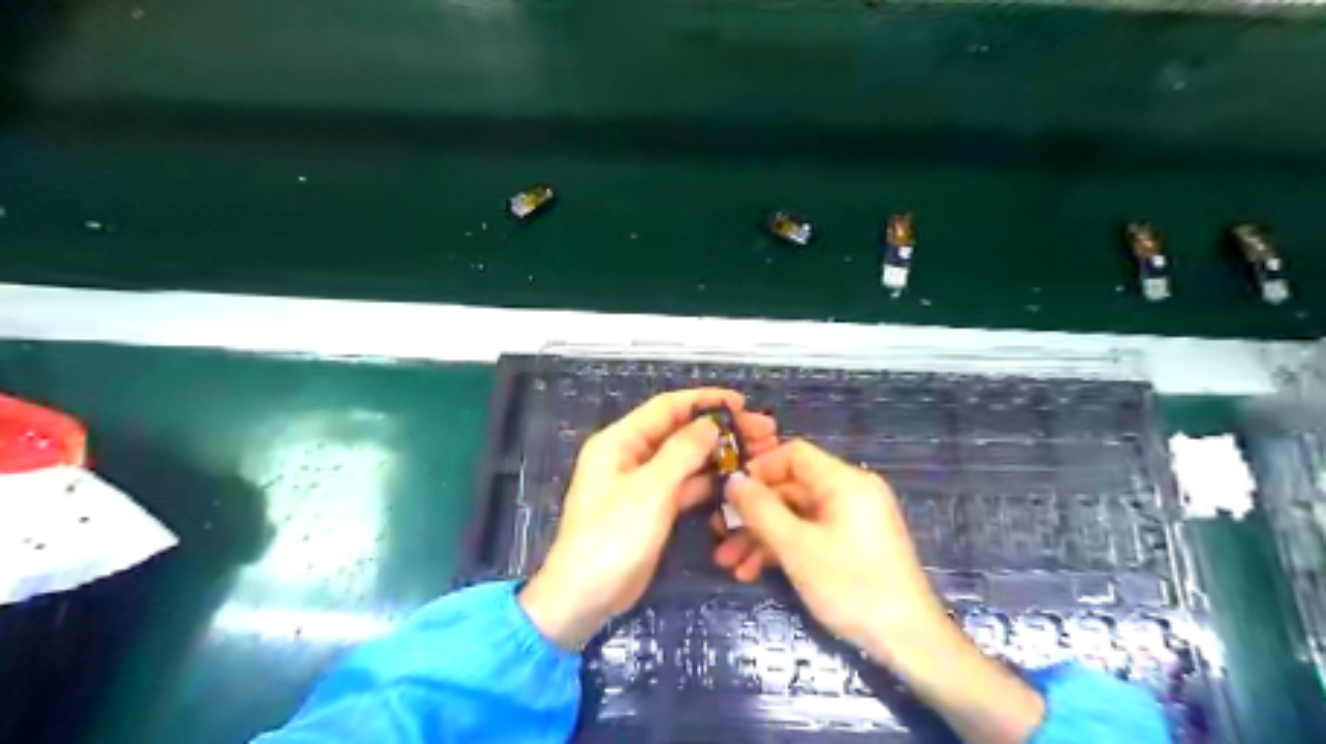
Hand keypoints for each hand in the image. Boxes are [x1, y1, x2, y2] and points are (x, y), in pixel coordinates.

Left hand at [515, 389, 779, 649]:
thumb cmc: (613, 537)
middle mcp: (631, 455)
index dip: (705, 401)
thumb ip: (682, 452)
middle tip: (763, 432)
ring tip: (759, 454)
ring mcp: (643, 483)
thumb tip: (711, 423)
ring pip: (687, 458)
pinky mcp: (653, 507)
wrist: (586, 596)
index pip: (667, 407)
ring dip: (719, 454)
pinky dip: (709, 481)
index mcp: (620, 441)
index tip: (742, 402)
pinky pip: (685, 485)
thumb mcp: (650, 489)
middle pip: (681, 431)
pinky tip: (737, 480)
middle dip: (720, 429)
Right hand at [720, 441, 1040, 743]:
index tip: (728, 492)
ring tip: (729, 563)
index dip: (758, 468)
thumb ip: (760, 509)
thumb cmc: (851, 585)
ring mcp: (852, 519)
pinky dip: (783, 548)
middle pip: (790, 488)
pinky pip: (810, 534)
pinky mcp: (852, 544)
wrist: (908, 641)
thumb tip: (732, 481)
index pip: (794, 454)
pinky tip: (753, 572)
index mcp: (845, 481)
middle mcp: (850, 492)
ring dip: (761, 536)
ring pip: (795, 515)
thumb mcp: (796, 546)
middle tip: (719, 535)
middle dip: (753, 513)